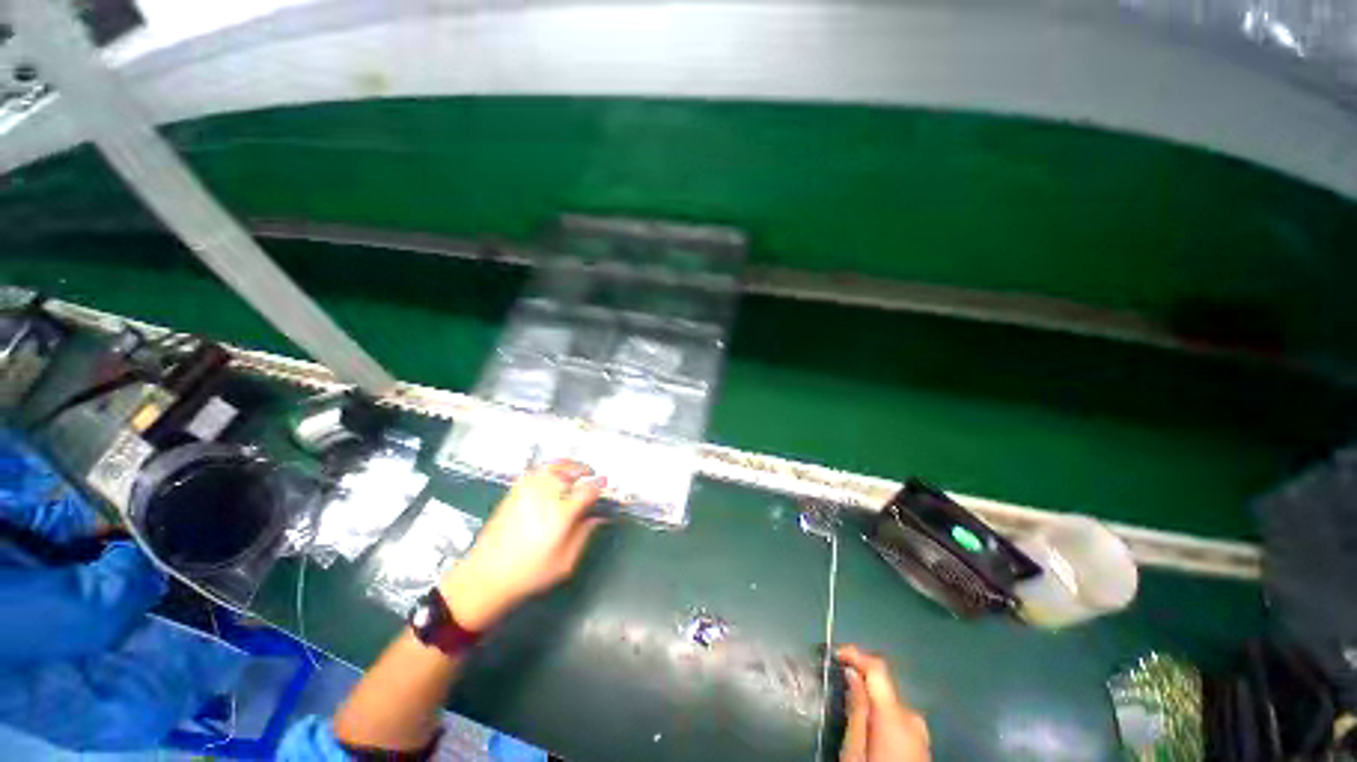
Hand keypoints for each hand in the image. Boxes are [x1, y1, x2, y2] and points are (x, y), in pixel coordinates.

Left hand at [439, 461, 606, 630]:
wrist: (486, 576)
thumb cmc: (530, 573)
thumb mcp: (565, 562)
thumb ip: (584, 534)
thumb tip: (598, 517)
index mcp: (561, 514)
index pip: (587, 490)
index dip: (599, 484)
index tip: (605, 483)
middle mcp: (546, 496)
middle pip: (570, 471)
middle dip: (584, 470)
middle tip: (591, 473)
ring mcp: (527, 491)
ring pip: (552, 466)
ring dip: (567, 464)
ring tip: (575, 469)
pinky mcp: (514, 492)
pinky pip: (535, 471)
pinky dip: (549, 467)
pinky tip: (553, 473)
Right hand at [837, 645, 930, 761]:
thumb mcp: (854, 751)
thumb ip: (856, 710)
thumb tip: (851, 673)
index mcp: (895, 716)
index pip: (878, 668)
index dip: (856, 654)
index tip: (836, 653)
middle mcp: (913, 718)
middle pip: (884, 686)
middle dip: (861, 682)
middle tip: (838, 687)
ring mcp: (922, 732)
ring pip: (891, 703)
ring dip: (871, 700)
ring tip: (851, 711)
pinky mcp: (923, 745)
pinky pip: (899, 719)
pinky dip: (882, 715)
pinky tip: (869, 730)